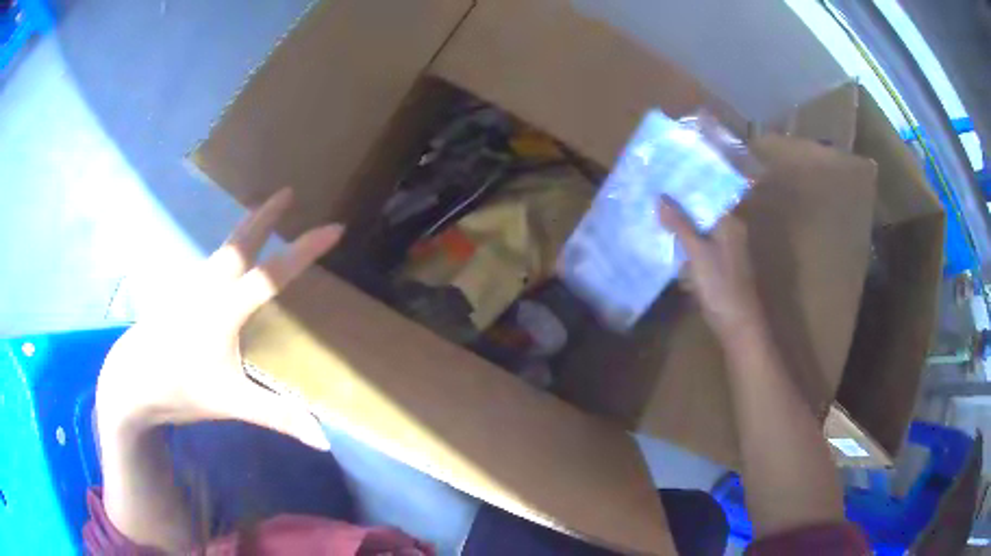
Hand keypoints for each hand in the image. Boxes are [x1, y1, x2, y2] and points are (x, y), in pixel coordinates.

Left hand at [96, 188, 341, 449]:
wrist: (132, 381)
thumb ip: (278, 416)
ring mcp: (191, 286)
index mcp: (224, 310)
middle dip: (265, 215)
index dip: (304, 251)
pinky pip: (212, 262)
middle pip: (241, 242)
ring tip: (263, 214)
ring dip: (246, 228)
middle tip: (287, 192)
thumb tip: (323, 441)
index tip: (333, 228)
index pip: (271, 275)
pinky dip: (229, 249)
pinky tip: (231, 257)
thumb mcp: (231, 404)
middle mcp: (208, 287)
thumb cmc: (180, 389)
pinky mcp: (181, 293)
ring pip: (224, 248)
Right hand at [658, 197, 761, 339]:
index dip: (686, 187)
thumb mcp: (697, 252)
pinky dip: (684, 247)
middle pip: (701, 213)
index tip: (663, 179)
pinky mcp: (717, 266)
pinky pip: (698, 249)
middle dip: (679, 208)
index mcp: (730, 223)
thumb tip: (660, 197)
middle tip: (652, 197)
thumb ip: (680, 224)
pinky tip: (666, 246)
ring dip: (679, 228)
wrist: (737, 323)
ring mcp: (724, 250)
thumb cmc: (720, 284)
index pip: (707, 195)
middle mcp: (729, 232)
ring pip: (698, 231)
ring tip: (653, 217)